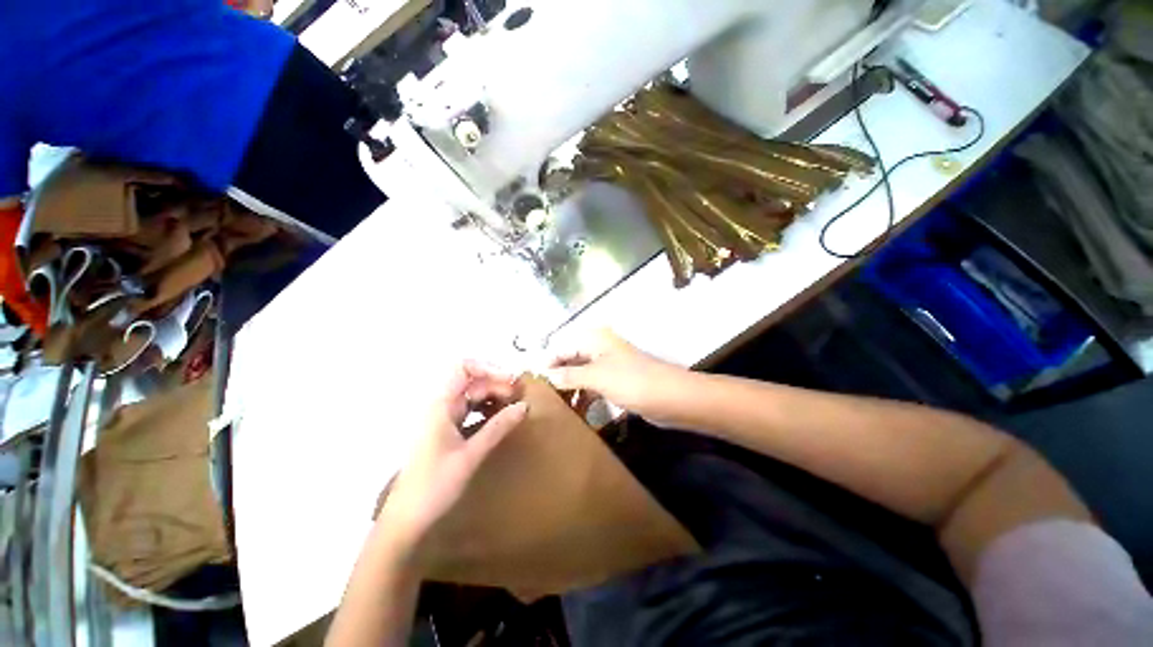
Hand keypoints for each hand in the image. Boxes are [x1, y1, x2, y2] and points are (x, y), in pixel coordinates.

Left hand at [376, 361, 527, 560]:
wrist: (406, 521)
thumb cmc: (435, 486)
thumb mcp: (471, 455)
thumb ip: (498, 427)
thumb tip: (524, 406)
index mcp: (440, 405)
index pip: (463, 368)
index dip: (488, 367)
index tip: (511, 380)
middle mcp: (441, 406)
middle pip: (472, 381)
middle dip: (497, 384)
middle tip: (520, 397)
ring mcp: (444, 418)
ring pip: (473, 396)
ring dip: (494, 396)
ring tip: (514, 406)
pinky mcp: (448, 431)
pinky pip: (471, 411)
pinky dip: (487, 410)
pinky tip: (501, 419)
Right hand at [545, 329, 685, 422]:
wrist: (671, 398)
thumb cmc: (631, 382)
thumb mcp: (596, 377)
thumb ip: (569, 375)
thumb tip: (546, 376)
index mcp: (594, 339)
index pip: (562, 347)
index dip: (547, 364)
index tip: (533, 384)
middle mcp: (599, 348)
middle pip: (570, 360)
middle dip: (557, 378)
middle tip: (542, 399)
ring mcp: (609, 365)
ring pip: (581, 374)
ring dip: (570, 389)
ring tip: (556, 408)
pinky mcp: (616, 381)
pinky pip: (593, 386)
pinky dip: (584, 397)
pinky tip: (576, 412)